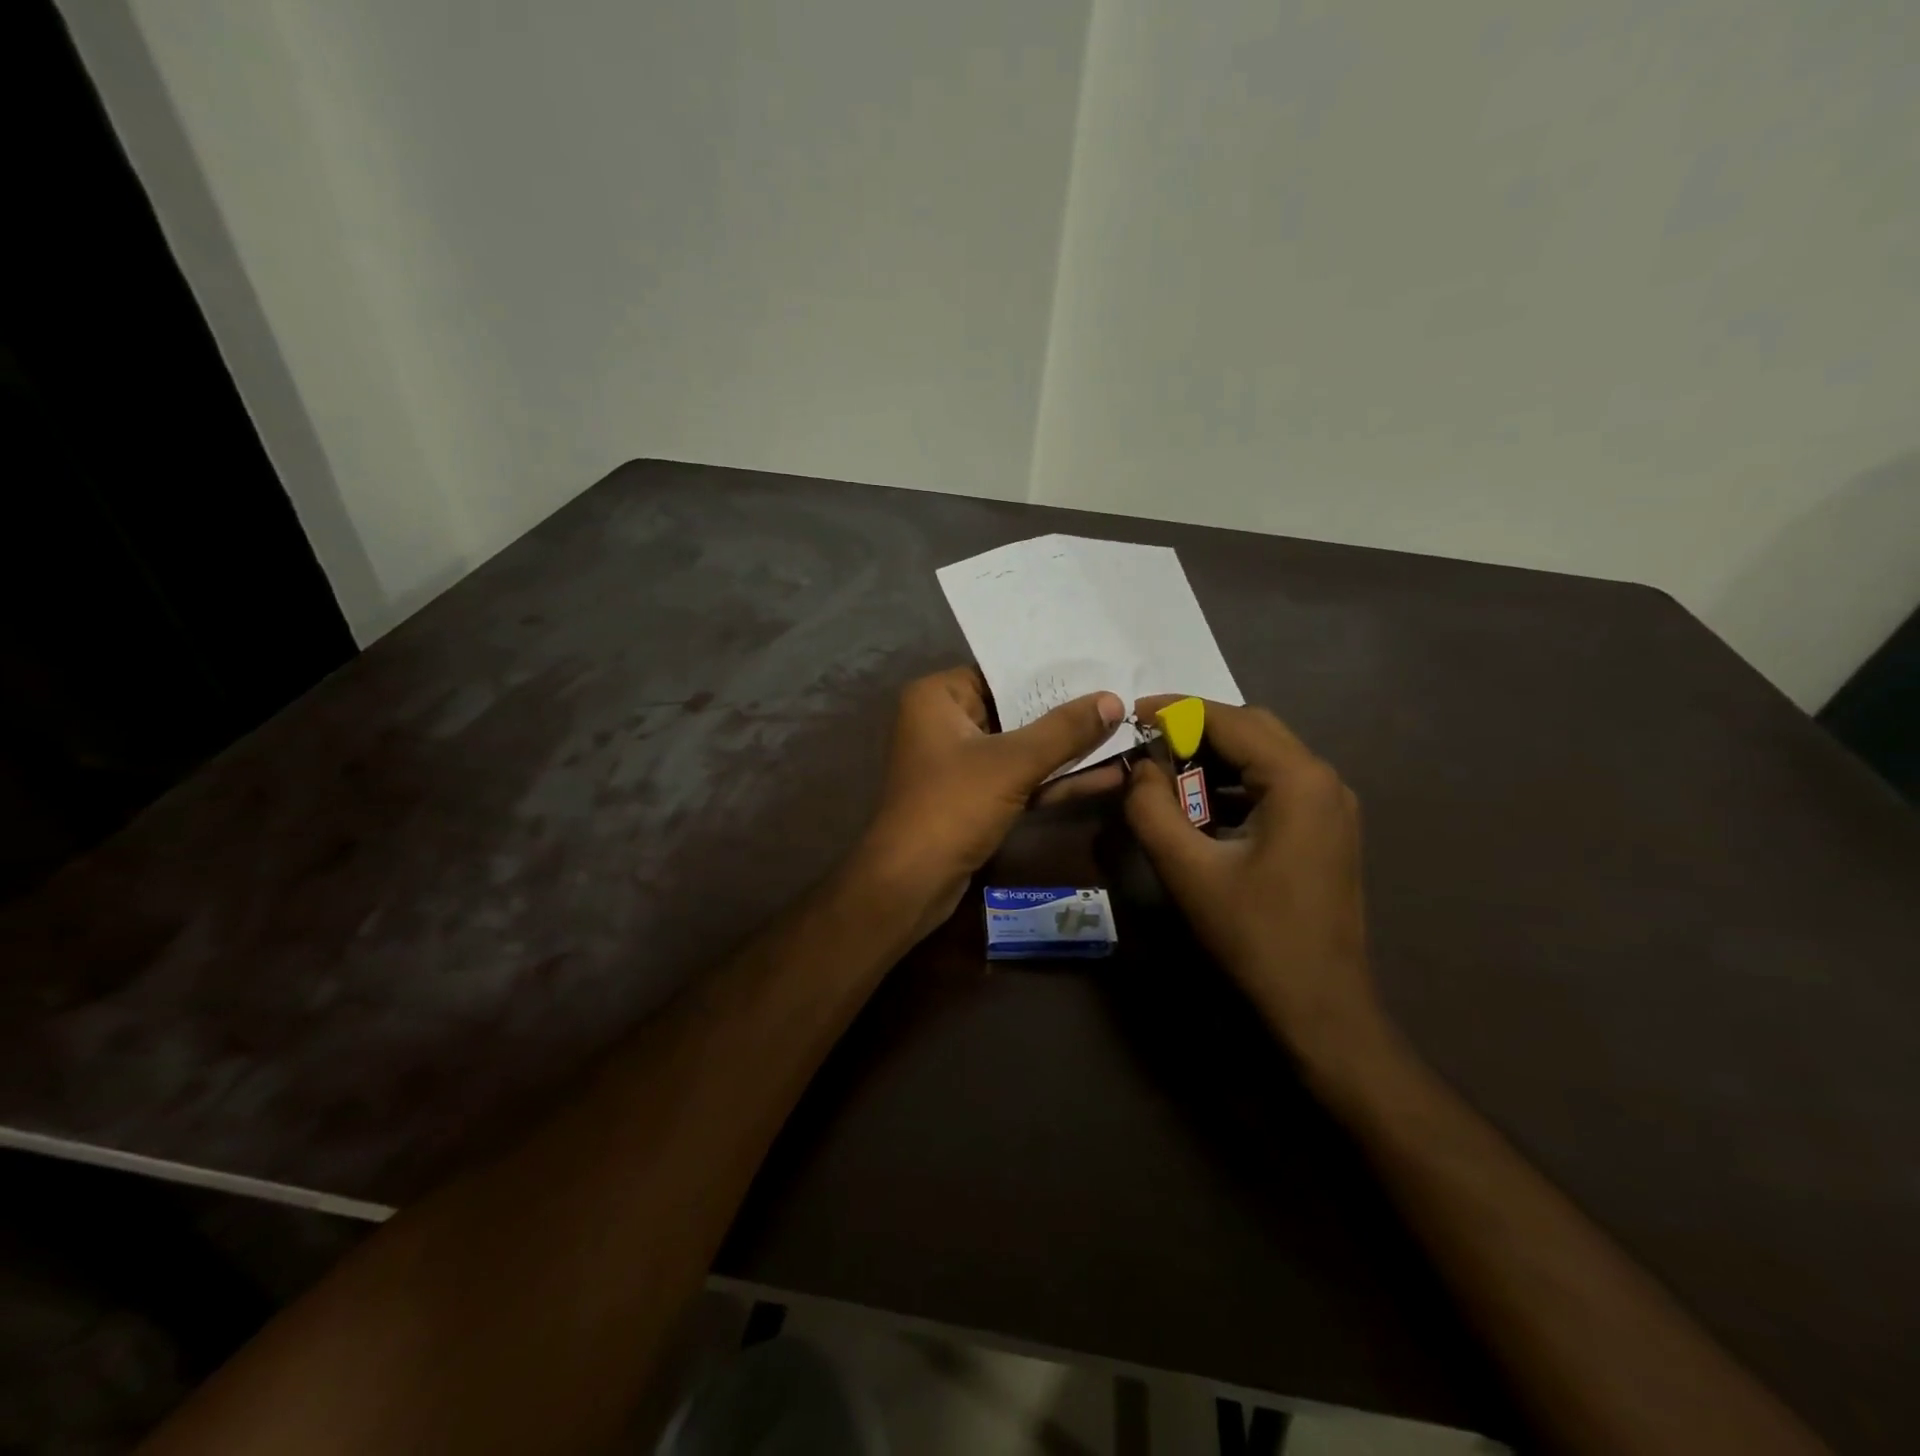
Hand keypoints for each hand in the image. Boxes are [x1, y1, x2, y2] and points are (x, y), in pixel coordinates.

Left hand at [859, 668, 1125, 935]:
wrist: (910, 884)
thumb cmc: (952, 806)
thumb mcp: (1013, 764)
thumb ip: (1064, 731)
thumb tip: (1113, 700)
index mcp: (938, 698)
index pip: (1001, 673)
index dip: (1052, 675)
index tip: (1100, 669)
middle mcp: (944, 722)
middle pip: (1015, 711)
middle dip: (1068, 715)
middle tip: (1121, 702)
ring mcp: (959, 763)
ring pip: (1022, 748)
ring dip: (1068, 750)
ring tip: (1125, 737)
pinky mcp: (974, 798)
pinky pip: (1019, 778)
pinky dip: (1054, 779)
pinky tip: (1106, 776)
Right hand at [1125, 699, 1383, 1071]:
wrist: (1319, 1004)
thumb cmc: (1253, 934)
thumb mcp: (1186, 869)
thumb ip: (1151, 808)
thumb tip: (1140, 768)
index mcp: (1299, 780)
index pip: (1230, 719)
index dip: (1176, 710)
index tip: (1131, 713)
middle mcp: (1324, 779)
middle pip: (1253, 729)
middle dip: (1196, 729)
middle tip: (1147, 745)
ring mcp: (1332, 805)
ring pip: (1265, 755)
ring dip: (1215, 756)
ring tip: (1167, 774)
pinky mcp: (1327, 829)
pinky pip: (1276, 784)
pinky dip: (1235, 783)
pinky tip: (1202, 807)